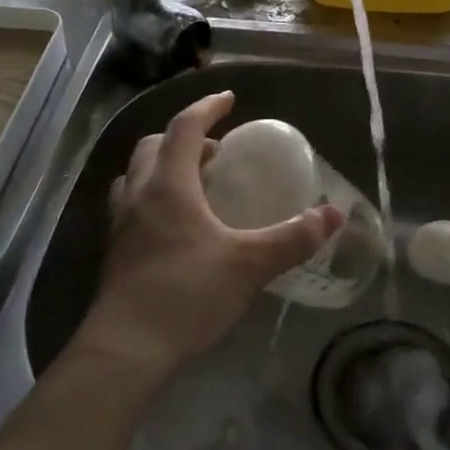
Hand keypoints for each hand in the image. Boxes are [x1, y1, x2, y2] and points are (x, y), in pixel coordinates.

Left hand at [74, 92, 343, 382]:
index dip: (208, 108)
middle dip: (186, 138)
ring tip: (196, 185)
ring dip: (164, 167)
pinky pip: (133, 205)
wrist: (125, 350)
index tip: (229, 99)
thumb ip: (292, 238)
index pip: (185, 127)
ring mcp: (121, 223)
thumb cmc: (186, 294)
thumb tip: (333, 215)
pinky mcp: (115, 252)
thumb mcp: (249, 264)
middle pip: (154, 146)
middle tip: (217, 152)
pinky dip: (154, 197)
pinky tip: (178, 226)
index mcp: (169, 184)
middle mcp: (140, 194)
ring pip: (137, 175)